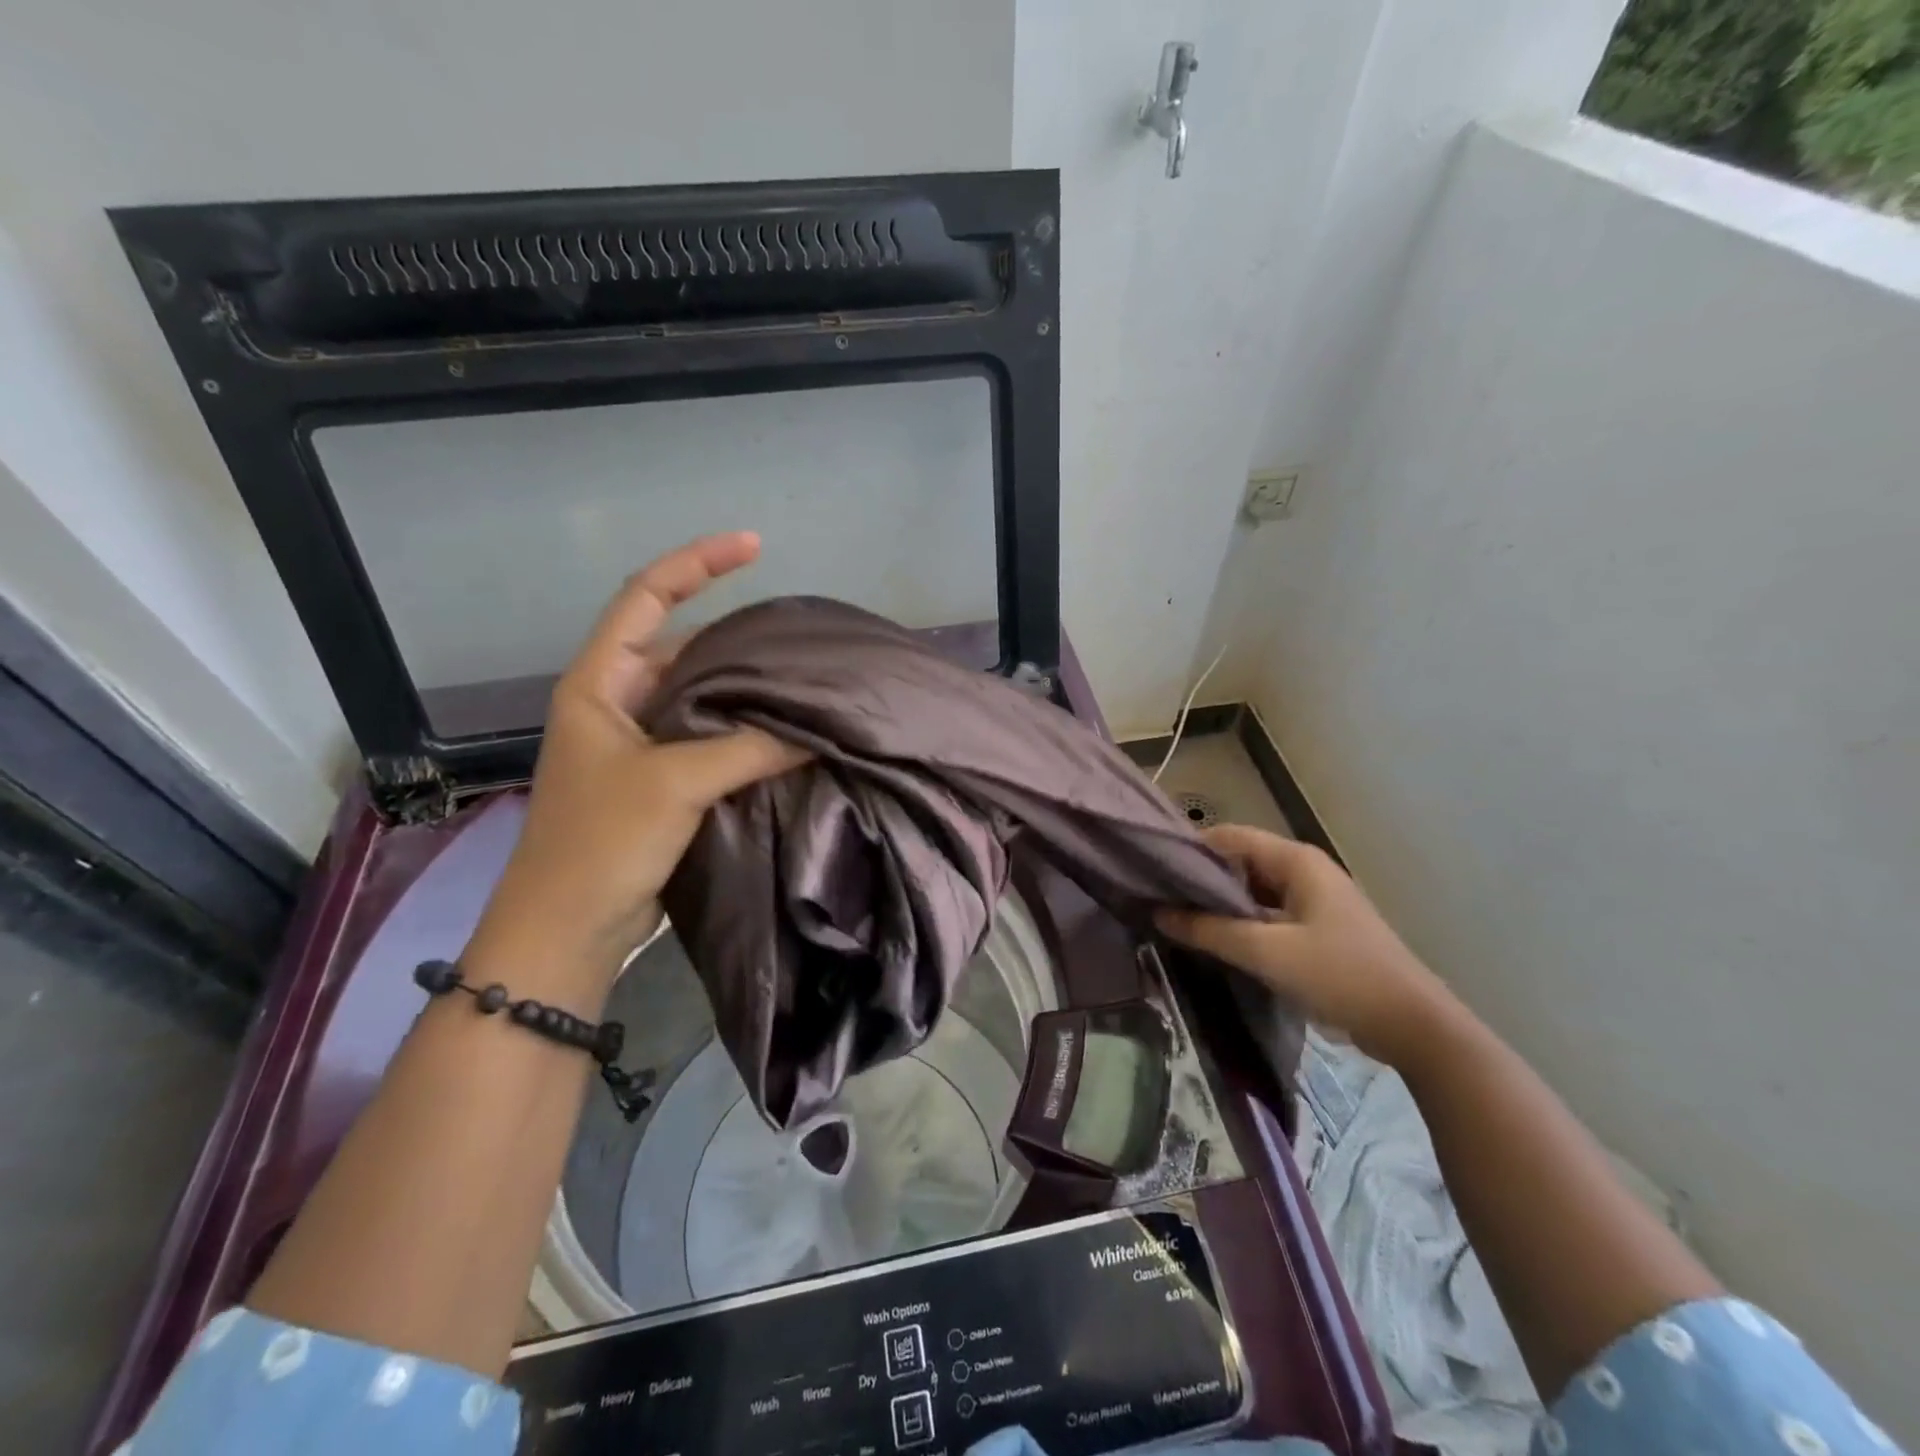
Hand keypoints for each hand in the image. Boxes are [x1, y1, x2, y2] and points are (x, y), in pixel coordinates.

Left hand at [464, 533, 807, 1000]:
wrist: (570, 928)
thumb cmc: (601, 842)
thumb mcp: (674, 783)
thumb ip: (748, 747)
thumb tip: (817, 730)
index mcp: (599, 682)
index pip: (646, 596)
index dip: (697, 563)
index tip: (754, 546)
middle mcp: (619, 702)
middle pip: (682, 644)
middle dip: (736, 633)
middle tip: (796, 632)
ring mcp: (642, 744)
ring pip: (702, 695)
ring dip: (745, 686)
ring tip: (803, 676)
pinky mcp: (663, 781)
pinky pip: (711, 737)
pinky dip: (746, 729)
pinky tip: (787, 731)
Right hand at [1156, 825, 1452, 1067]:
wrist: (1413, 1025)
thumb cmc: (1340, 975)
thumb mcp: (1267, 952)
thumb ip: (1209, 930)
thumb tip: (1158, 912)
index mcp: (1296, 860)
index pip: (1229, 837)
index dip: (1191, 849)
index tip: (1153, 871)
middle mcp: (1304, 870)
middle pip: (1240, 862)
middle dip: (1202, 879)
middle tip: (1160, 899)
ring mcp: (1314, 900)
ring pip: (1253, 890)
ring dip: (1221, 903)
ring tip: (1179, 920)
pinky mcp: (1318, 928)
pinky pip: (1268, 913)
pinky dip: (1242, 922)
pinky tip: (1217, 941)